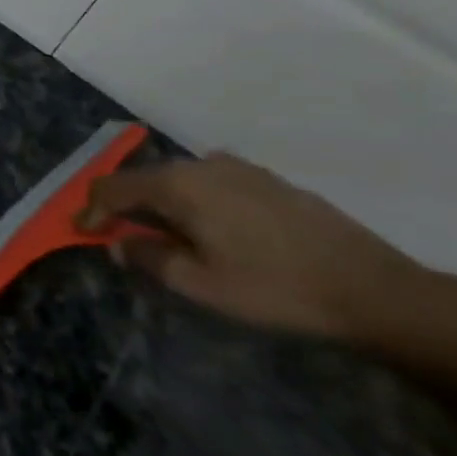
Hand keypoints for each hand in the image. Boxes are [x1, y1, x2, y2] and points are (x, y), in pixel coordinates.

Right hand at [78, 152, 432, 342]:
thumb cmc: (275, 289)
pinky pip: (210, 183)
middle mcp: (202, 165)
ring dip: (160, 204)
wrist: (374, 290)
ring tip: (163, 236)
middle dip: (125, 207)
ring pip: (179, 180)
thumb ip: (149, 257)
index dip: (92, 210)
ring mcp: (239, 168)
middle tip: (119, 238)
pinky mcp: (268, 180)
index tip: (82, 233)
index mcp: (178, 185)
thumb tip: (120, 243)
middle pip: (144, 179)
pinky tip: (209, 229)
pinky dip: (193, 201)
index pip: (113, 188)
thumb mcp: (200, 284)